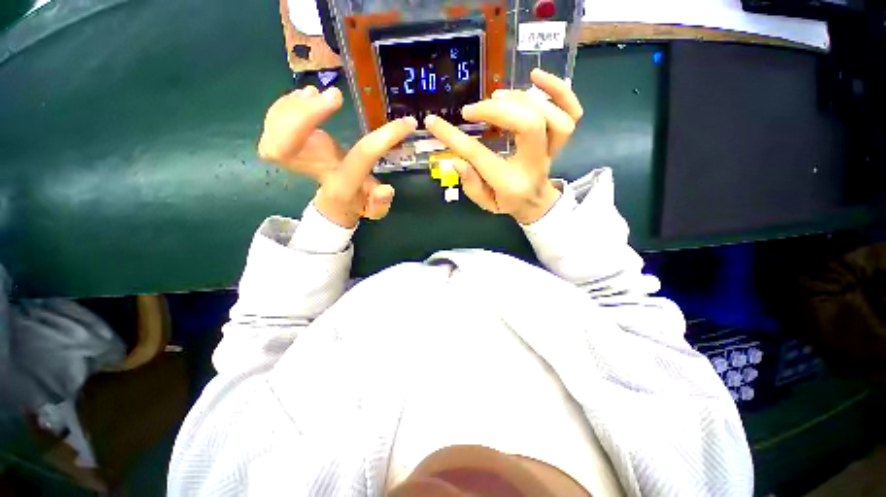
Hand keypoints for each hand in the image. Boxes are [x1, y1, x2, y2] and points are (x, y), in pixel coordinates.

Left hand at [257, 85, 416, 227]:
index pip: (360, 158)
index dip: (384, 139)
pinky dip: (283, 105)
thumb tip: (387, 189)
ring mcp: (294, 159)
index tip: (407, 123)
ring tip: (315, 94)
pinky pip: (271, 124)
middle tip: (335, 97)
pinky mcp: (283, 145)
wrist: (333, 202)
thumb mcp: (375, 208)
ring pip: (273, 133)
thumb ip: (380, 203)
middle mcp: (314, 172)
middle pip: (285, 149)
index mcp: (342, 183)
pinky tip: (303, 96)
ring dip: (294, 107)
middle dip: (305, 118)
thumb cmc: (357, 202)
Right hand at [424, 69, 582, 223]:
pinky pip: (572, 111)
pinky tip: (535, 77)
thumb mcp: (485, 203)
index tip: (434, 123)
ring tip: (496, 97)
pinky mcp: (560, 137)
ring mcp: (552, 149)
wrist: (536, 202)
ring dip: (522, 99)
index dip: (454, 137)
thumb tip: (457, 160)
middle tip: (472, 111)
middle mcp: (535, 163)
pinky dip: (559, 90)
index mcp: (511, 183)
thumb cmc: (508, 202)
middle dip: (496, 112)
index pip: (480, 156)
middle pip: (528, 125)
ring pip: (551, 116)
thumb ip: (471, 184)